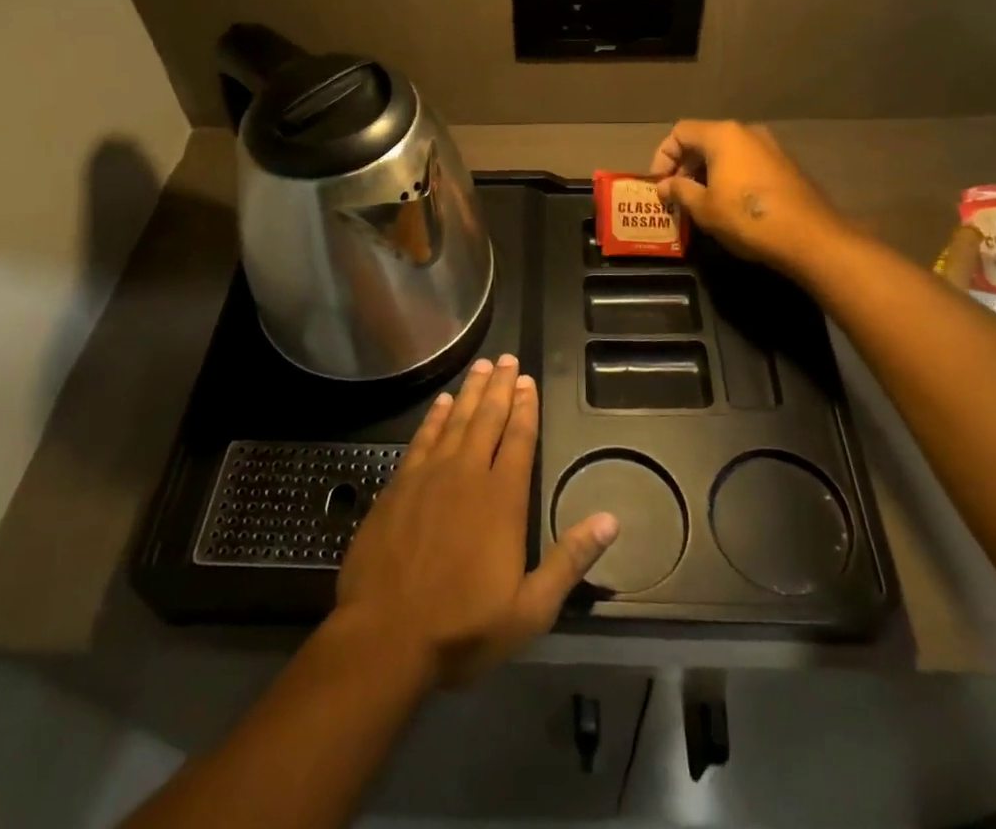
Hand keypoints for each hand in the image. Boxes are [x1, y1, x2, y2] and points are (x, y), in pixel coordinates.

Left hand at [334, 354, 617, 687]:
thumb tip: (610, 520)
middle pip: (487, 418)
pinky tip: (440, 403)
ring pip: (455, 420)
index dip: (525, 407)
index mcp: (502, 499)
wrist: (384, 637)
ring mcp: (429, 476)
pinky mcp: (399, 485)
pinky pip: (422, 438)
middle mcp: (467, 475)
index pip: (519, 439)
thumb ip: (569, 560)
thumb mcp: (530, 609)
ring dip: (469, 392)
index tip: (528, 381)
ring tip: (480, 366)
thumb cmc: (462, 627)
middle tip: (506, 358)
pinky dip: (434, 417)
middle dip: (499, 387)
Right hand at [650, 120, 841, 274]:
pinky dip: (729, 177)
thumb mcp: (704, 207)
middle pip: (704, 140)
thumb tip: (663, 186)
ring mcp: (770, 147)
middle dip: (684, 166)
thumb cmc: (747, 218)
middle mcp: (746, 132)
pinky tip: (727, 205)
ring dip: (706, 173)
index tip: (659, 184)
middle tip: (675, 195)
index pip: (680, 132)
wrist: (810, 237)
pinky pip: (746, 163)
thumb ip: (679, 191)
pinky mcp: (784, 165)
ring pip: (726, 153)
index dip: (663, 156)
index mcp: (723, 135)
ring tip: (699, 202)